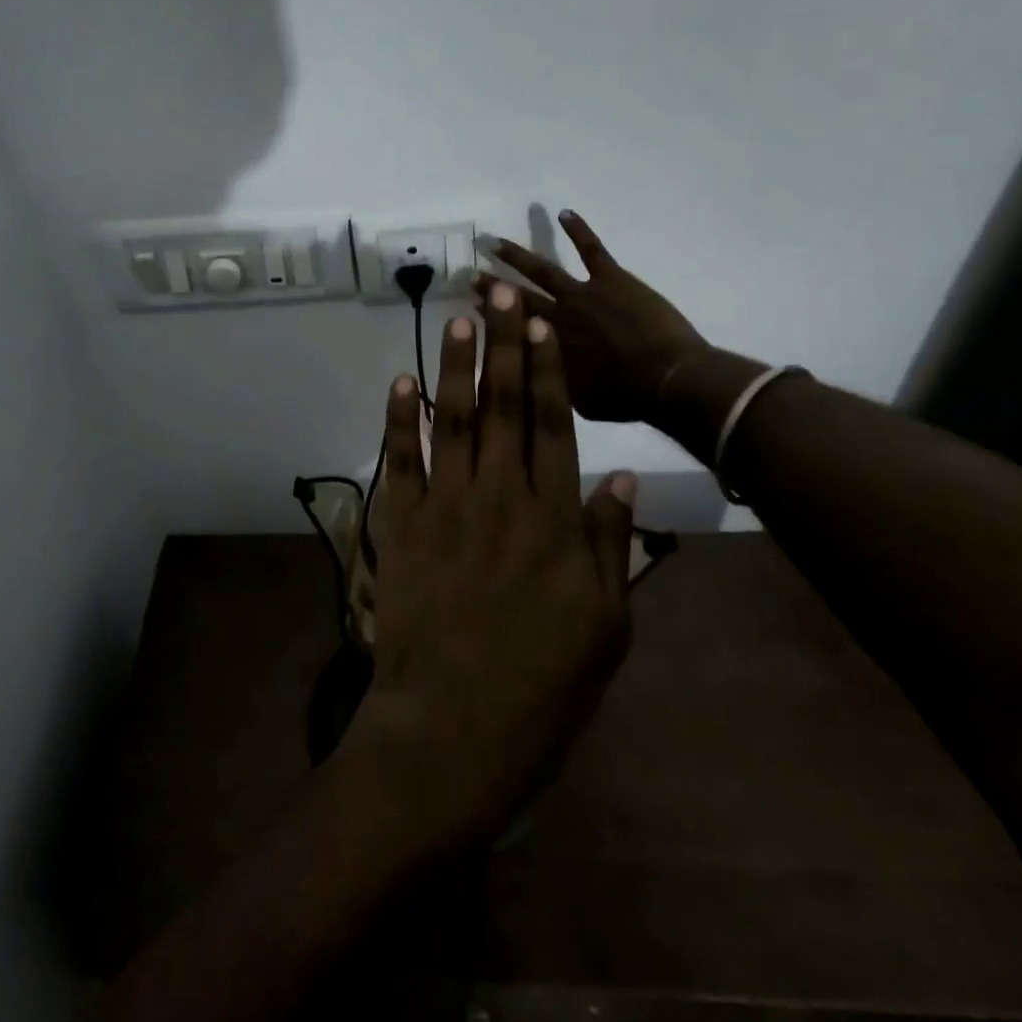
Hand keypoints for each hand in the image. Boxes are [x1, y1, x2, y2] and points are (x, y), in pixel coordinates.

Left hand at [345, 281, 638, 850]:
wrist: (453, 727)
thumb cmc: (541, 687)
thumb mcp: (604, 626)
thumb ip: (611, 546)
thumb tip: (621, 480)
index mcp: (554, 519)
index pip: (554, 424)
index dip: (548, 369)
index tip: (541, 324)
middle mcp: (500, 497)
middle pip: (504, 406)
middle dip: (503, 345)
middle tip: (498, 293)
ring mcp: (445, 507)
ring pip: (453, 420)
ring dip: (454, 366)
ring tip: (458, 318)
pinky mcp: (401, 526)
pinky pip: (400, 461)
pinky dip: (399, 419)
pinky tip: (401, 381)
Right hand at [476, 209, 706, 422]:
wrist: (666, 379)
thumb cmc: (623, 398)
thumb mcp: (575, 401)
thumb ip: (552, 381)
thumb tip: (535, 374)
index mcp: (545, 347)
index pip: (508, 328)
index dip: (489, 316)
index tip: (471, 306)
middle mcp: (554, 316)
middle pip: (514, 298)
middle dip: (490, 286)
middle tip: (468, 274)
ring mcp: (581, 293)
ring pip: (541, 269)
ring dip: (516, 255)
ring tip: (493, 242)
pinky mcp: (611, 279)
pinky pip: (591, 248)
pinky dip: (577, 229)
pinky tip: (563, 213)